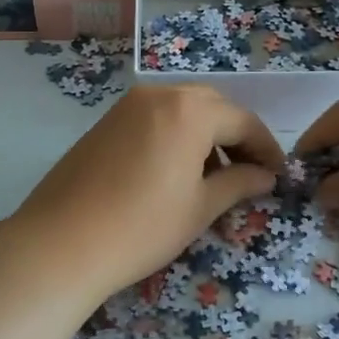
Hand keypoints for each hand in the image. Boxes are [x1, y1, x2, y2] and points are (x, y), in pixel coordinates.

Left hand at [4, 85, 284, 308]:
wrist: (60, 244)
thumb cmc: (142, 227)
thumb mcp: (199, 207)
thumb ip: (239, 183)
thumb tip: (266, 176)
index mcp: (190, 110)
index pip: (243, 121)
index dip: (266, 148)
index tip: (279, 176)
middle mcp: (160, 95)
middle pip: (213, 107)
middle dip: (236, 136)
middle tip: (248, 173)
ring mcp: (128, 105)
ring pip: (182, 110)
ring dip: (206, 135)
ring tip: (213, 177)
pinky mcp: (106, 121)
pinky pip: (155, 117)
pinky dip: (176, 135)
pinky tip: (174, 171)